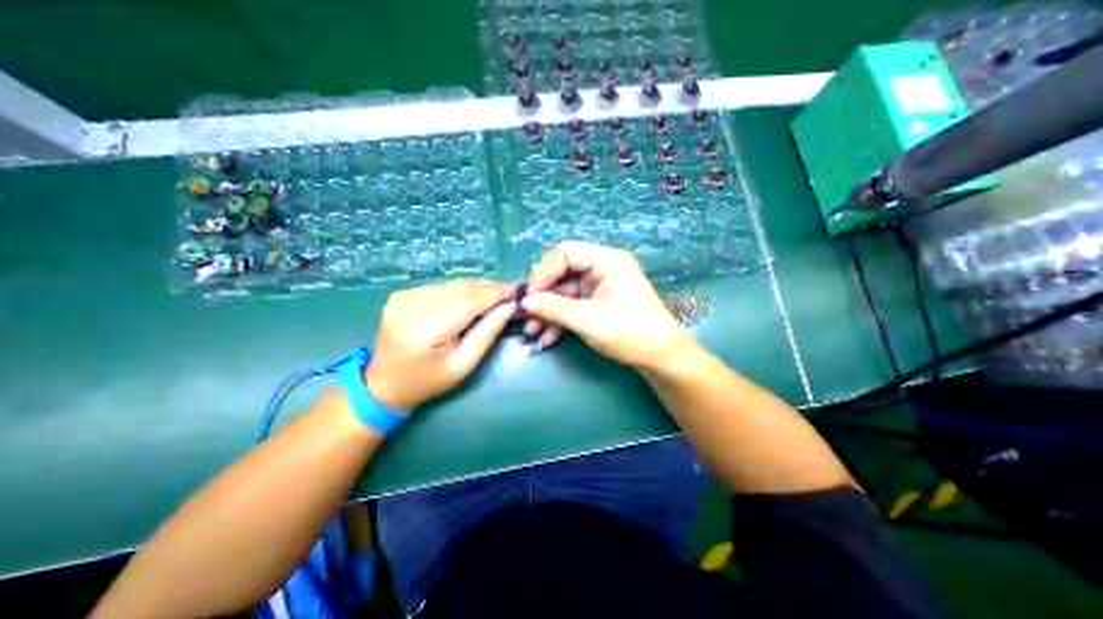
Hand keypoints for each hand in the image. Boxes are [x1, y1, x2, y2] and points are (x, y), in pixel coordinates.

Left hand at [366, 281, 515, 411]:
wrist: (384, 384)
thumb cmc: (428, 381)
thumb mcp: (463, 365)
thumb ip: (487, 333)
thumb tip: (509, 306)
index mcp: (424, 330)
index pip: (468, 302)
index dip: (495, 293)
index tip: (517, 291)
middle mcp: (410, 306)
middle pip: (460, 288)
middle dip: (488, 288)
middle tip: (509, 293)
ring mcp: (403, 297)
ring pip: (452, 284)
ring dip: (476, 288)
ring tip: (493, 297)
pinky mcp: (401, 294)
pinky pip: (440, 287)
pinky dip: (459, 291)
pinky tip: (469, 300)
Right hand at [521, 240, 691, 367]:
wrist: (660, 357)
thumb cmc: (630, 333)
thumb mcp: (589, 320)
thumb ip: (554, 308)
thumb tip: (525, 302)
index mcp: (607, 260)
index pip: (565, 253)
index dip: (543, 272)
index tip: (529, 296)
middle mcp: (603, 267)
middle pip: (563, 270)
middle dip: (543, 293)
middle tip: (526, 312)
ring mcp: (601, 285)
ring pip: (565, 290)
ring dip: (548, 310)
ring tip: (531, 330)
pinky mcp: (599, 301)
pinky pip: (573, 304)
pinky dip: (560, 318)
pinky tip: (547, 337)